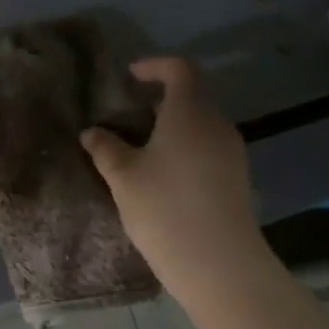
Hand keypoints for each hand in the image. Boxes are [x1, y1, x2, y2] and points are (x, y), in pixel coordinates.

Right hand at [81, 57, 264, 303]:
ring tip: (141, 148)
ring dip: (173, 127)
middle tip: (128, 116)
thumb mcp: (123, 176)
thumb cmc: (164, 207)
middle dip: (160, 100)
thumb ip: (106, 148)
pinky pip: (208, 148)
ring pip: (200, 124)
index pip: (180, 69)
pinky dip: (185, 148)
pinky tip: (163, 175)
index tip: (130, 77)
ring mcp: (231, 152)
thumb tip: (92, 132)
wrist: (217, 262)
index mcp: (190, 111)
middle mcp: (217, 123)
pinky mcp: (236, 178)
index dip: (155, 66)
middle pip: (192, 96)